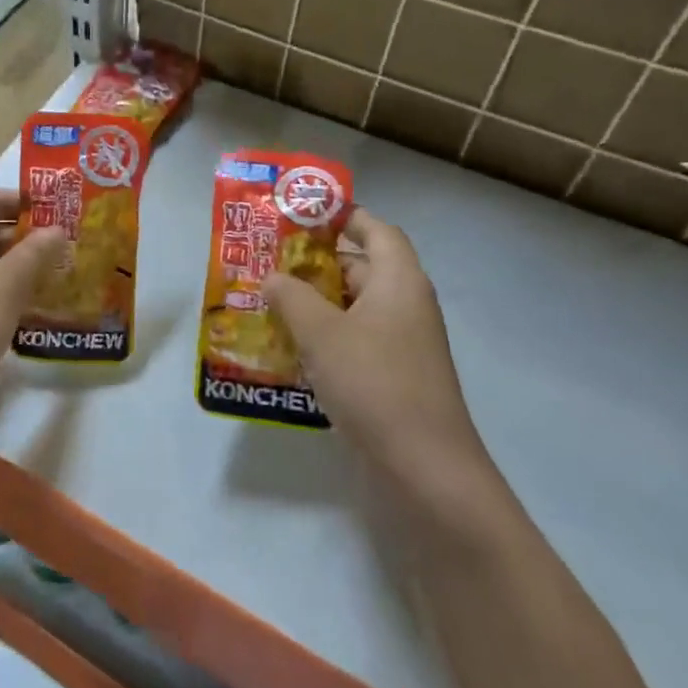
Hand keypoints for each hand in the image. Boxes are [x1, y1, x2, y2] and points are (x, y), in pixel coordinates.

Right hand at [263, 209, 488, 492]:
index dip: (341, 216)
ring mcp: (399, 346)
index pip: (375, 229)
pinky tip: (284, 348)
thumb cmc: (374, 384)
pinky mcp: (390, 379)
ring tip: (263, 302)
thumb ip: (291, 296)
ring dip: (311, 304)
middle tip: (265, 261)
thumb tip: (273, 277)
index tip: (298, 215)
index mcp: (398, 281)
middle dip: (312, 263)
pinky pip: (351, 343)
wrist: (424, 472)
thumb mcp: (321, 331)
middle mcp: (403, 306)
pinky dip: (321, 339)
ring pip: (350, 309)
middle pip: (359, 267)